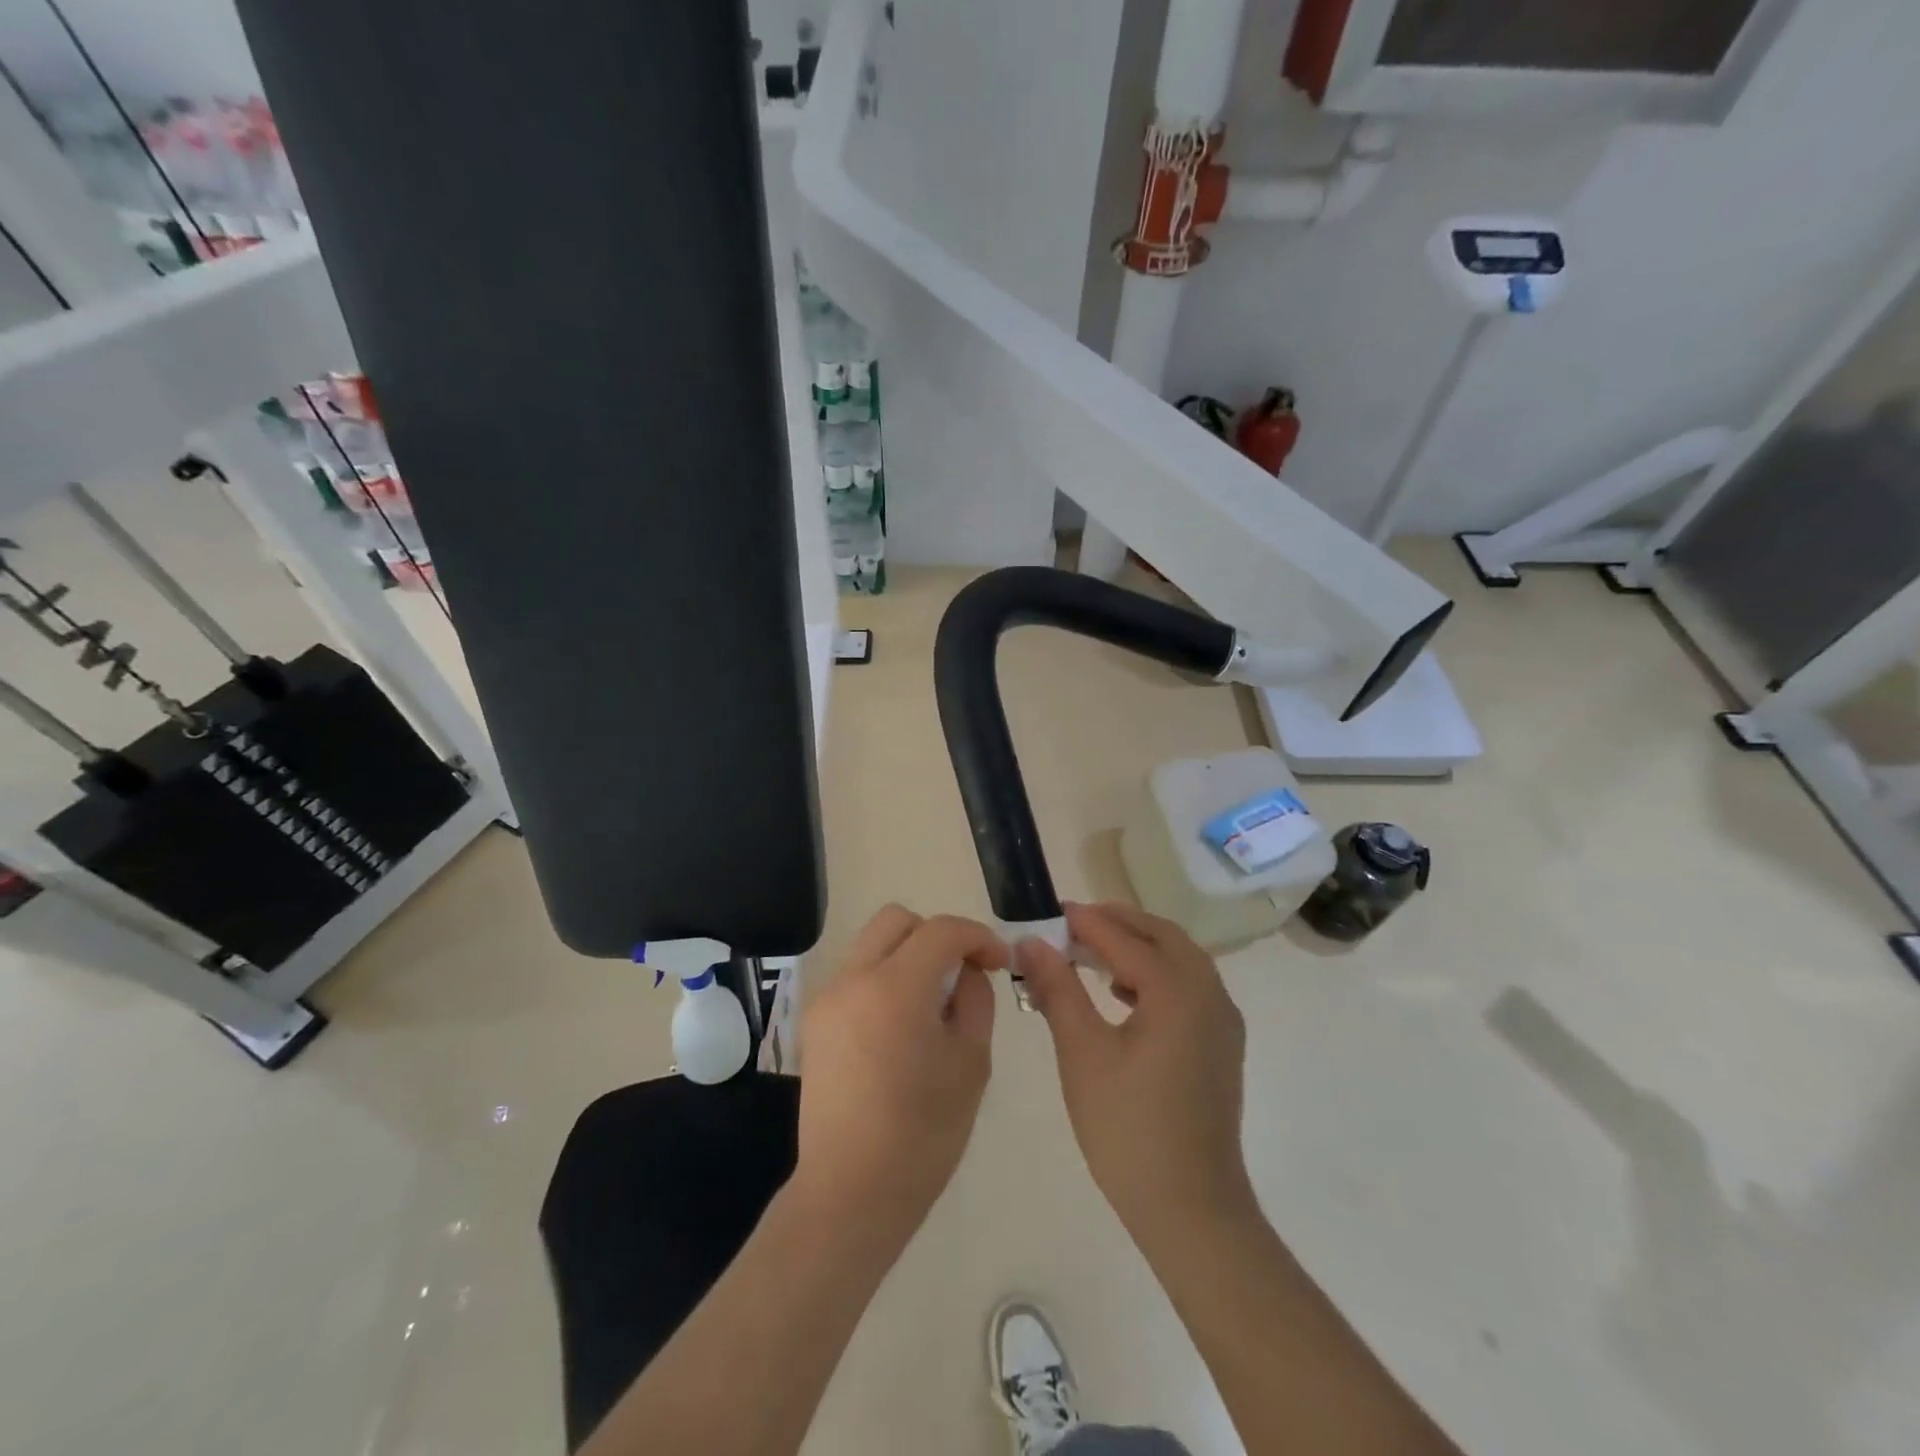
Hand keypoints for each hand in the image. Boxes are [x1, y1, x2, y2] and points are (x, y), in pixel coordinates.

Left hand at [792, 906, 1007, 1244]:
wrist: (850, 1193)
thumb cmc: (923, 1134)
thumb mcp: (971, 1063)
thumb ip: (975, 1000)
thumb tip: (968, 971)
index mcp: (895, 988)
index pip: (941, 931)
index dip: (977, 936)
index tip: (999, 963)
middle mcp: (853, 979)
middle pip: (897, 920)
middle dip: (937, 935)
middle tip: (962, 973)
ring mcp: (827, 998)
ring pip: (873, 944)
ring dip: (909, 955)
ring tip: (933, 1002)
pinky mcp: (814, 1021)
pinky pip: (856, 975)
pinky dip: (885, 978)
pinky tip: (901, 1025)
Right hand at [1018, 902, 1256, 1253]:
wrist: (1191, 1210)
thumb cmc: (1128, 1129)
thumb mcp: (1082, 1052)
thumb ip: (1058, 989)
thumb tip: (1032, 943)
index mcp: (1178, 991)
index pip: (1125, 939)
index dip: (1086, 923)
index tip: (1051, 912)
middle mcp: (1209, 995)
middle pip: (1163, 937)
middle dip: (1118, 924)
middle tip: (1074, 925)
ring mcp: (1222, 1021)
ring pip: (1180, 960)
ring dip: (1138, 947)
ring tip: (1092, 954)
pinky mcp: (1221, 1045)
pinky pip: (1190, 987)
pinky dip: (1156, 974)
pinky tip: (1123, 994)